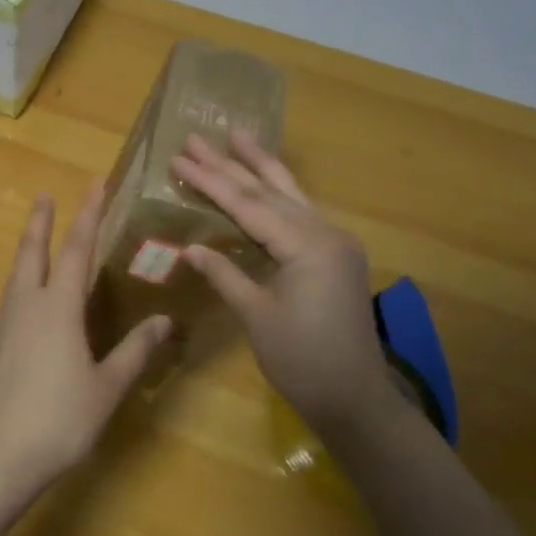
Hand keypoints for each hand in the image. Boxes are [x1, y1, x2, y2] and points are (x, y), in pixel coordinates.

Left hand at [0, 183, 171, 493]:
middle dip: (41, 220)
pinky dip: (23, 278)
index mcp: (58, 308)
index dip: (88, 215)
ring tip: (36, 235)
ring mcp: (6, 324)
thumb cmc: (60, 420)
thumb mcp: (107, 387)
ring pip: (17, 273)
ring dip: (28, 248)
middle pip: (33, 251)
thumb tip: (166, 321)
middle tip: (44, 194)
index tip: (95, 184)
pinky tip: (30, 295)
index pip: (75, 249)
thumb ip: (135, 351)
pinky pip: (12, 297)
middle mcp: (27, 305)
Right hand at [172, 132, 400, 432]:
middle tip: (198, 136)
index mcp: (307, 247)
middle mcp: (325, 234)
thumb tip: (191, 247)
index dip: (211, 182)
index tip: (180, 158)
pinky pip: (301, 214)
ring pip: (291, 195)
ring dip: (261, 167)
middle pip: (270, 191)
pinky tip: (265, 182)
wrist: (355, 399)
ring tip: (238, 136)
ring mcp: (335, 244)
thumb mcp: (257, 317)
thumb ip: (225, 275)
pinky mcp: (336, 257)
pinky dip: (277, 194)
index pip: (248, 206)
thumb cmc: (302, 362)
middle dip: (232, 163)